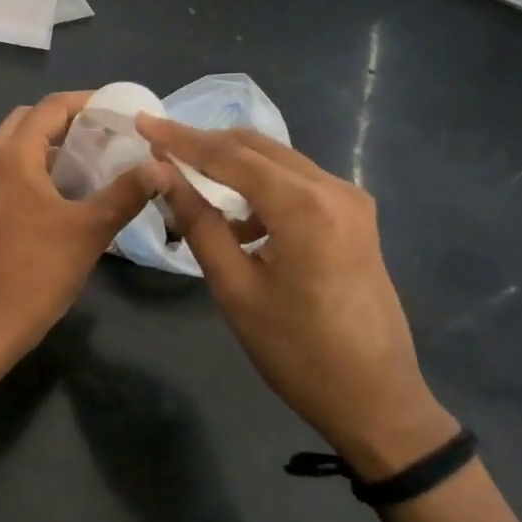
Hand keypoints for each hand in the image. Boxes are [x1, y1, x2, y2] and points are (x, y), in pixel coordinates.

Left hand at [0, 92, 174, 401]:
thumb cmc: (36, 273)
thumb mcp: (89, 231)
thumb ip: (125, 193)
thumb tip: (160, 167)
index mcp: (13, 158)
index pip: (49, 108)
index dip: (84, 102)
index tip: (116, 109)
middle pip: (27, 122)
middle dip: (64, 120)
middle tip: (102, 132)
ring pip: (15, 148)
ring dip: (49, 145)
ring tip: (90, 159)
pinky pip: (9, 173)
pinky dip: (36, 168)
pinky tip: (65, 193)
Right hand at [136, 117, 456, 477]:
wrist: (378, 401)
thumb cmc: (298, 352)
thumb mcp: (235, 288)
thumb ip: (198, 222)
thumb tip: (161, 173)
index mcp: (304, 206)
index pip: (229, 156)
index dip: (181, 138)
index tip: (142, 120)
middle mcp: (333, 189)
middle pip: (256, 147)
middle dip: (205, 144)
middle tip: (159, 148)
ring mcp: (350, 200)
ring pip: (277, 160)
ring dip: (232, 164)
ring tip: (189, 182)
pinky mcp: (355, 216)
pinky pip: (297, 182)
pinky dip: (261, 186)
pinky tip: (238, 218)